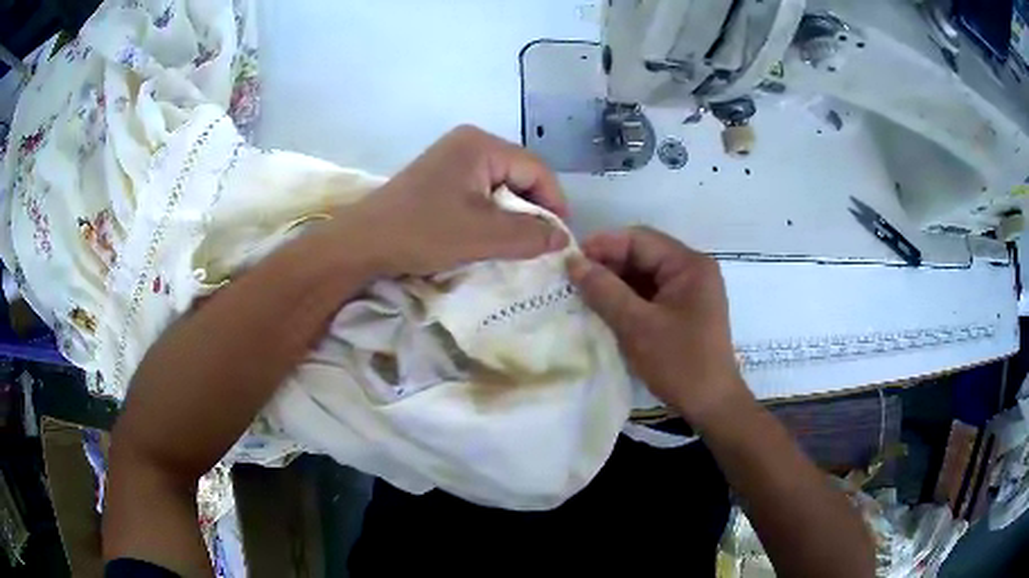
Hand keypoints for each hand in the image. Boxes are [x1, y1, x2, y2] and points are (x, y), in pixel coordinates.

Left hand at [339, 125, 567, 275]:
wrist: (362, 243)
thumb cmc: (423, 232)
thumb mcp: (483, 236)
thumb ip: (530, 235)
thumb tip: (563, 238)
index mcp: (481, 144)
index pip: (536, 169)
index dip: (554, 203)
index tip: (560, 238)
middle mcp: (469, 142)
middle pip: (519, 174)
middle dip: (531, 210)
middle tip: (538, 244)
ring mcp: (451, 158)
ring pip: (500, 185)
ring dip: (511, 215)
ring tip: (514, 244)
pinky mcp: (439, 177)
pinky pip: (479, 191)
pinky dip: (489, 214)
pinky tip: (486, 236)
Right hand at [567, 226, 750, 427]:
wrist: (711, 404)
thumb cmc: (679, 363)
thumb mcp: (637, 326)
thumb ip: (604, 291)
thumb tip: (573, 262)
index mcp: (689, 265)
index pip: (640, 239)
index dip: (603, 246)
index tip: (570, 261)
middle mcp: (692, 269)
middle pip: (643, 254)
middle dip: (608, 265)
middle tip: (572, 280)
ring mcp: (689, 290)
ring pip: (644, 274)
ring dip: (615, 282)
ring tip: (582, 293)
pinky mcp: (684, 309)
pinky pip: (650, 293)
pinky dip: (627, 298)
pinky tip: (604, 308)